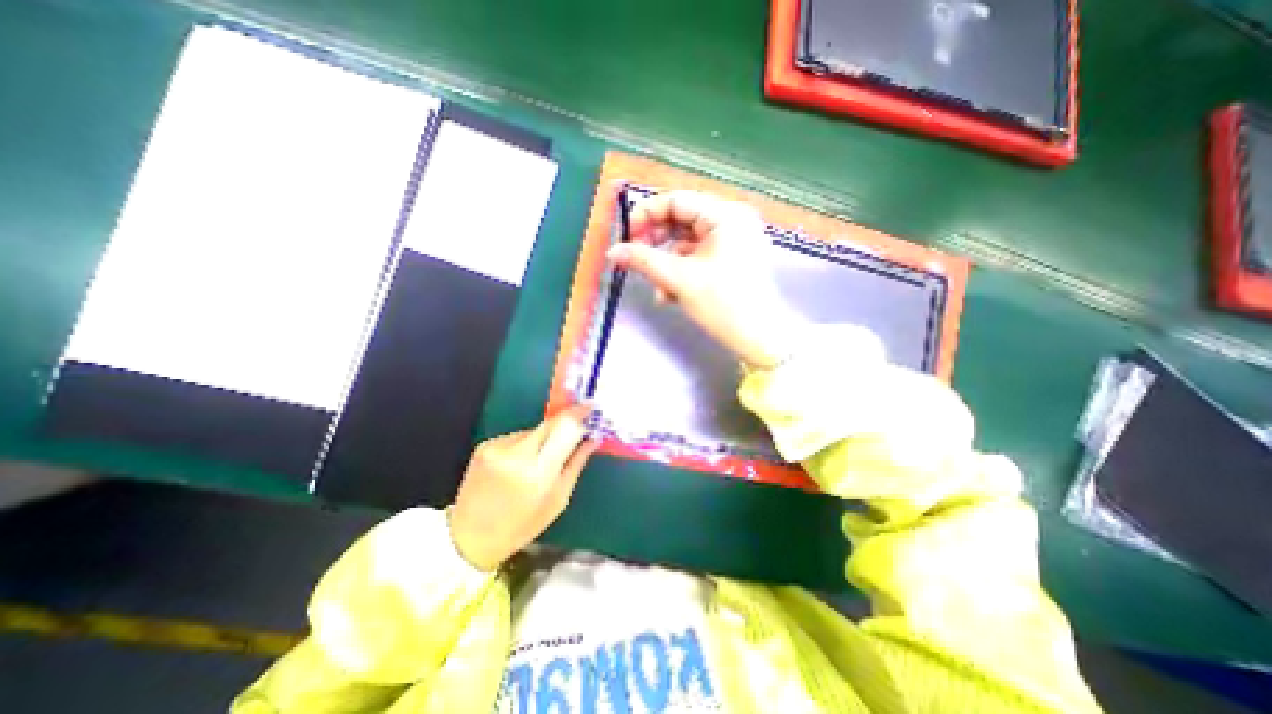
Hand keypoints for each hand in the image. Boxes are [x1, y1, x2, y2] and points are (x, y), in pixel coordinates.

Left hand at [445, 404, 596, 572]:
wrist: (469, 538)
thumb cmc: (522, 525)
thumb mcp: (558, 499)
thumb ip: (577, 464)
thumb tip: (593, 438)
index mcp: (539, 472)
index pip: (564, 428)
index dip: (579, 413)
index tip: (591, 406)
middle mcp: (517, 454)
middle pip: (550, 423)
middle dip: (565, 422)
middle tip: (575, 428)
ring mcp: (498, 447)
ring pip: (534, 430)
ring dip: (544, 438)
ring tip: (540, 460)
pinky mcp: (485, 445)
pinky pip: (517, 436)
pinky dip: (526, 444)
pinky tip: (519, 464)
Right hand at [608, 189, 791, 366]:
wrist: (760, 339)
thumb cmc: (723, 304)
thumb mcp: (679, 280)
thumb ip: (643, 260)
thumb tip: (613, 252)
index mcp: (724, 215)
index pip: (676, 200)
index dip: (646, 215)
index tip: (626, 239)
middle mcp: (731, 220)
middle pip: (680, 221)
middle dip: (655, 243)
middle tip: (635, 261)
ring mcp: (733, 240)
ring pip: (686, 243)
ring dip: (666, 264)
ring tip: (658, 289)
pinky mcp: (731, 259)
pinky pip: (697, 257)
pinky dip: (681, 272)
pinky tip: (671, 295)